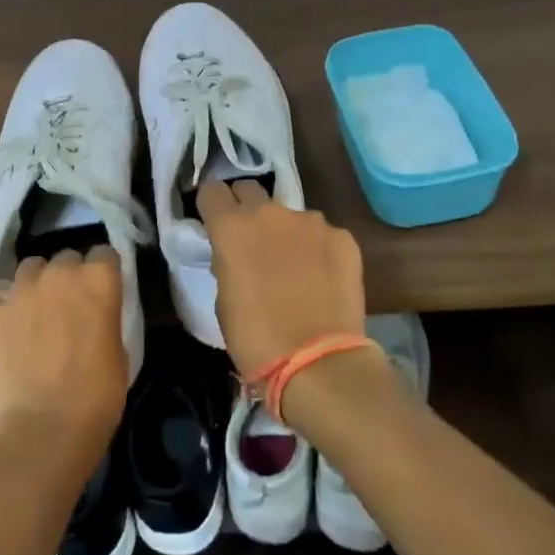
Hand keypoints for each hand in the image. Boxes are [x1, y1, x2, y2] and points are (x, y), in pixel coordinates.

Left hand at [0, 248, 127, 454]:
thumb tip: (93, 315)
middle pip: (65, 257)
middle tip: (70, 304)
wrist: (47, 426)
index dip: (103, 271)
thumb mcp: (119, 351)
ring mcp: (20, 291)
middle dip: (69, 276)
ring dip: (34, 281)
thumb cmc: (97, 395)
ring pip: (28, 267)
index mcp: (97, 280)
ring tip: (34, 303)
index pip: (104, 254)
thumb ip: (104, 318)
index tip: (102, 289)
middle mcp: (59, 274)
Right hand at [196, 180, 367, 377]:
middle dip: (246, 209)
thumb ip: (227, 262)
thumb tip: (235, 255)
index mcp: (232, 227)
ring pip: (290, 215)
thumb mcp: (223, 299)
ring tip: (294, 268)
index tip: (214, 222)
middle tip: (251, 241)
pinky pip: (322, 235)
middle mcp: (270, 213)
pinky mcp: (343, 238)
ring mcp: (311, 222)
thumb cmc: (256, 339)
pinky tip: (322, 280)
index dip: (211, 205)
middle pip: (250, 190)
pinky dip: (318, 250)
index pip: (212, 190)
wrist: (319, 364)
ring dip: (285, 232)